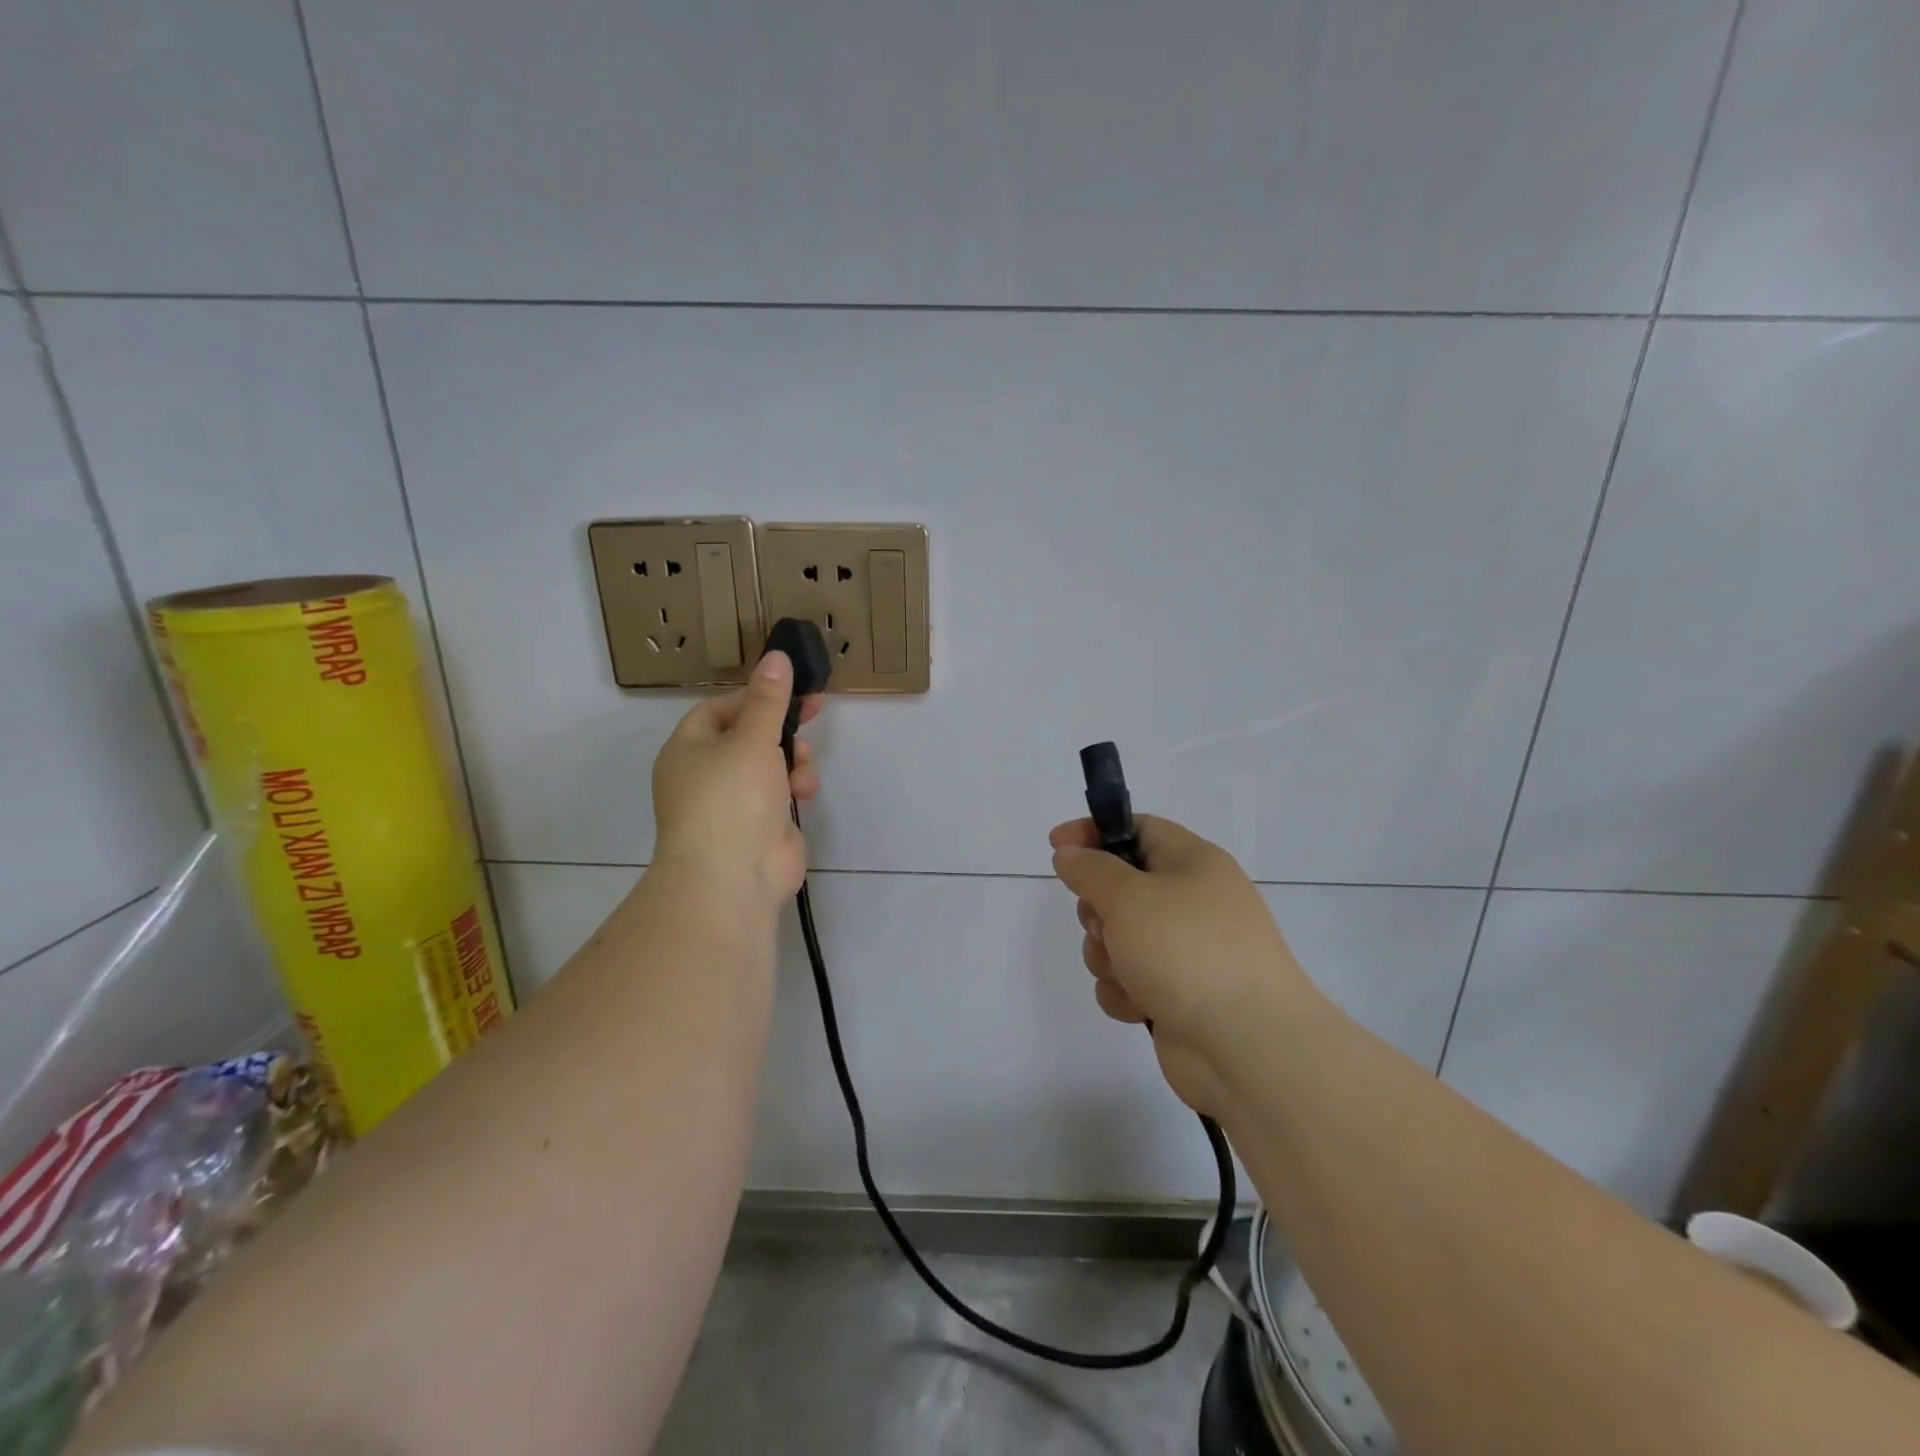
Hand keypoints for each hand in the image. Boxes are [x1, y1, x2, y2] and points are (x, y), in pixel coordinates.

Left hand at [651, 651, 822, 913]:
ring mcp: (735, 802)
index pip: (720, 708)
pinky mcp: (762, 824)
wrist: (733, 877)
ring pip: (772, 763)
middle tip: (818, 707)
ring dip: (794, 759)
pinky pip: (782, 792)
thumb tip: (776, 657)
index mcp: (689, 749)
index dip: (755, 695)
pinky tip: (804, 793)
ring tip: (803, 765)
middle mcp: (708, 773)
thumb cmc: (731, 798)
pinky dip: (795, 787)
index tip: (790, 686)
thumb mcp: (752, 738)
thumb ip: (769, 699)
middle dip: (783, 725)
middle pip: (750, 734)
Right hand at [1049, 815, 1319, 1114]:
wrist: (1247, 1046)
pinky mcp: (1178, 995)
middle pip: (1120, 887)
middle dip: (1097, 910)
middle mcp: (1192, 901)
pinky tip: (1139, 1006)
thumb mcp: (1129, 896)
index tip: (1056, 848)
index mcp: (1193, 863)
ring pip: (1118, 938)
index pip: (1137, 828)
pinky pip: (1130, 980)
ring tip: (1127, 974)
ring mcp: (1186, 951)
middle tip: (1103, 925)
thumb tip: (1070, 854)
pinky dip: (1125, 992)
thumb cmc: (1187, 951)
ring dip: (1107, 956)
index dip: (1093, 833)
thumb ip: (1091, 869)